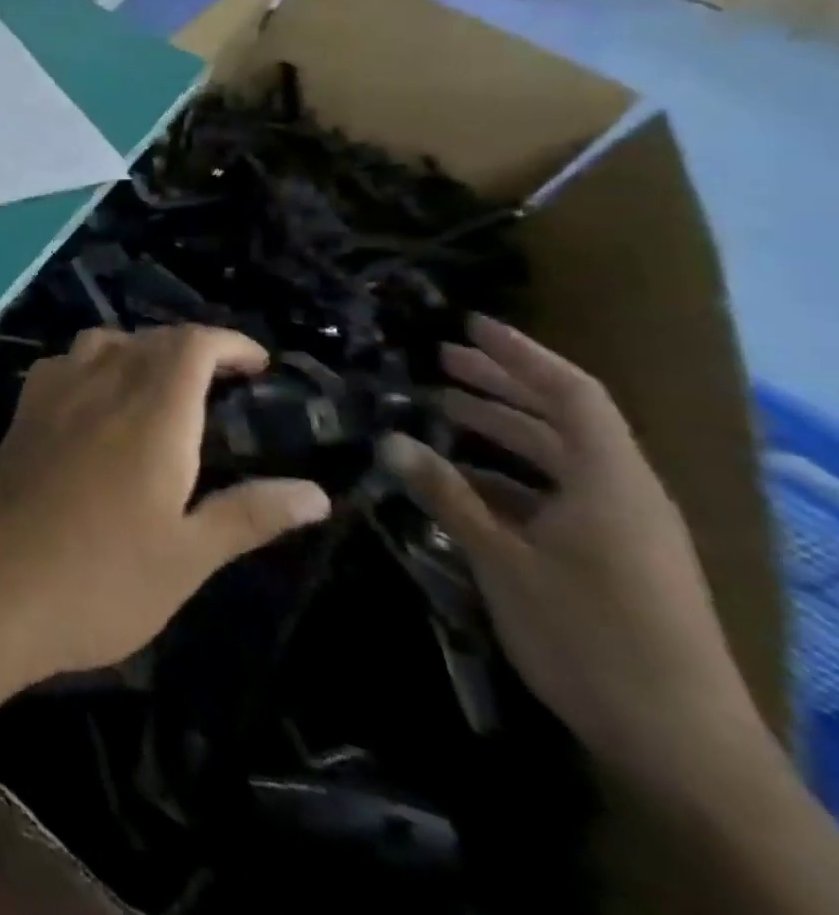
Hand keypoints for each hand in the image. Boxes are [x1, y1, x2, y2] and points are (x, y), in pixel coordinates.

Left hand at [0, 326, 330, 691]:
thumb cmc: (99, 579)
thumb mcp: (186, 558)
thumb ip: (248, 515)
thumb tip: (314, 492)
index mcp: (152, 412)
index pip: (192, 344)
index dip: (228, 342)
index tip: (257, 364)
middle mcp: (100, 386)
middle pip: (149, 338)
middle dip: (190, 347)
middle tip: (220, 381)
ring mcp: (52, 396)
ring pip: (101, 342)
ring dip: (138, 349)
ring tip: (159, 386)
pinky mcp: (20, 415)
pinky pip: (62, 365)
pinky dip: (91, 365)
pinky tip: (93, 402)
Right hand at [381, 316, 764, 787]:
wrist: (682, 746)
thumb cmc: (590, 637)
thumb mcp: (503, 561)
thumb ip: (447, 495)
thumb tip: (391, 440)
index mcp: (611, 482)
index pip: (571, 393)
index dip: (520, 354)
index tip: (468, 325)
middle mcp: (623, 494)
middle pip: (563, 419)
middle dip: (501, 385)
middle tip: (439, 361)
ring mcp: (622, 530)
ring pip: (558, 458)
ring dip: (501, 431)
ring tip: (441, 411)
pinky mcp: (613, 559)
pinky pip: (556, 496)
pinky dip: (508, 478)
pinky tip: (461, 484)